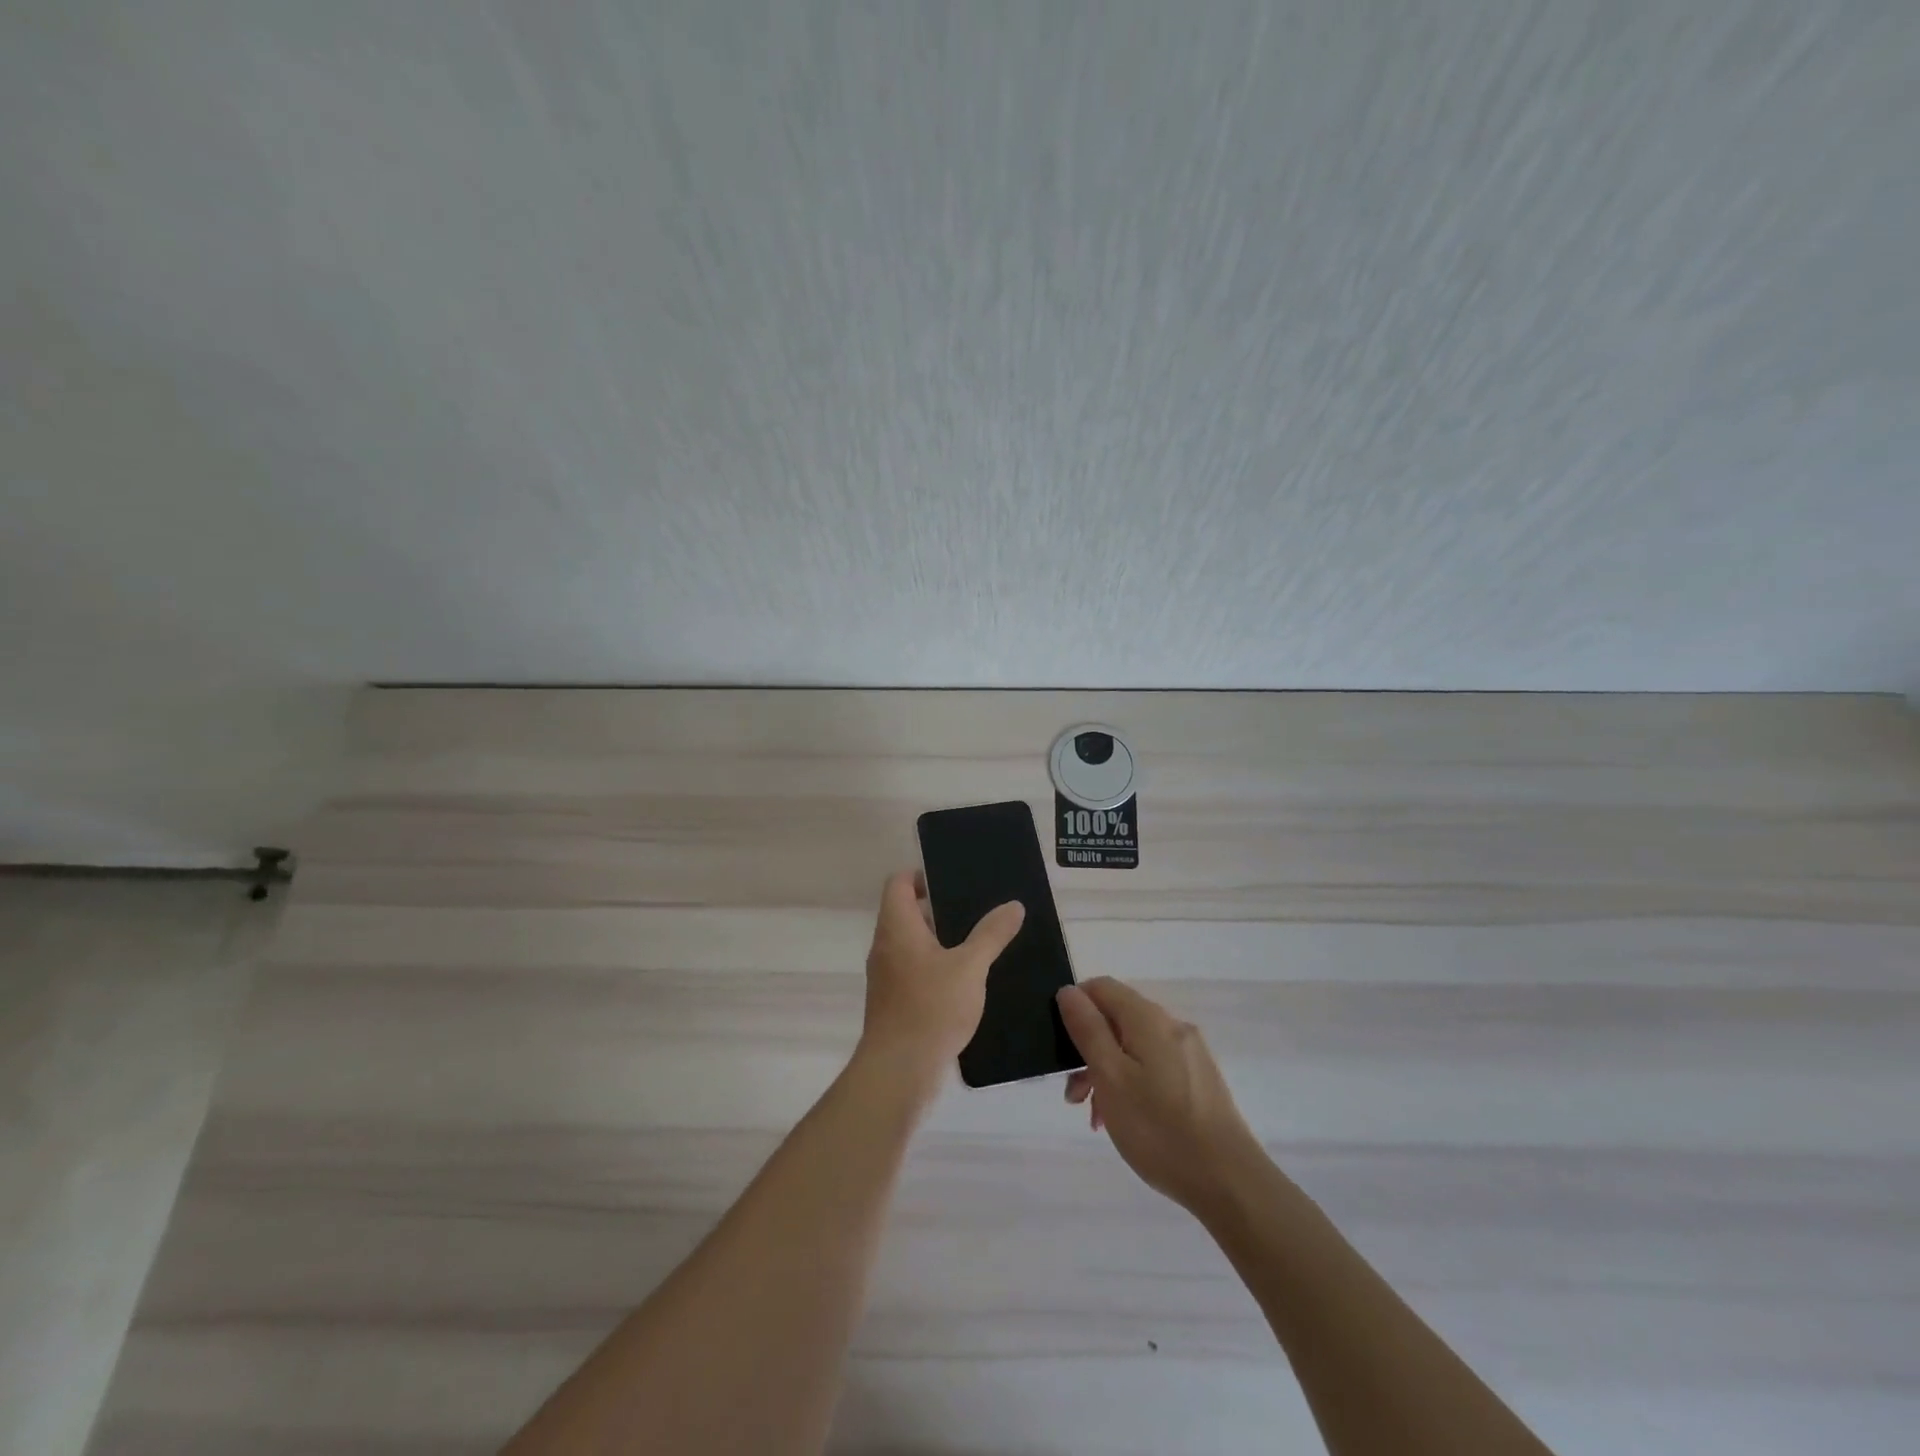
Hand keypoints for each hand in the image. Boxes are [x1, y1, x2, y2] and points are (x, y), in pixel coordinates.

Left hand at [857, 870, 1024, 1101]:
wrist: (899, 1071)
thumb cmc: (931, 1008)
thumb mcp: (970, 966)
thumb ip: (991, 934)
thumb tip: (1013, 905)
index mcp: (897, 927)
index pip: (898, 883)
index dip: (920, 875)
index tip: (952, 882)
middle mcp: (885, 946)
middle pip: (905, 912)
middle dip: (938, 909)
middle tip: (976, 910)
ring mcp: (886, 976)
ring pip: (911, 944)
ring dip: (939, 940)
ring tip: (977, 943)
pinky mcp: (893, 1002)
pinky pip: (913, 970)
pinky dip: (935, 966)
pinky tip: (965, 980)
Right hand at [1056, 977, 1263, 1214]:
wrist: (1229, 1182)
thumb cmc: (1159, 1128)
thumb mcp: (1110, 1077)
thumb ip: (1088, 1030)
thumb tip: (1068, 991)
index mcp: (1148, 1018)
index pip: (1101, 987)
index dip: (1075, 1007)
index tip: (1061, 1047)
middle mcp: (1171, 1026)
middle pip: (1117, 1019)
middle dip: (1088, 1050)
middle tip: (1073, 1097)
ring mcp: (1189, 1053)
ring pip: (1134, 1047)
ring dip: (1107, 1073)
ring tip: (1096, 1118)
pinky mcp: (1199, 1080)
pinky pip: (1154, 1068)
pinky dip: (1132, 1085)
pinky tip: (1125, 1121)